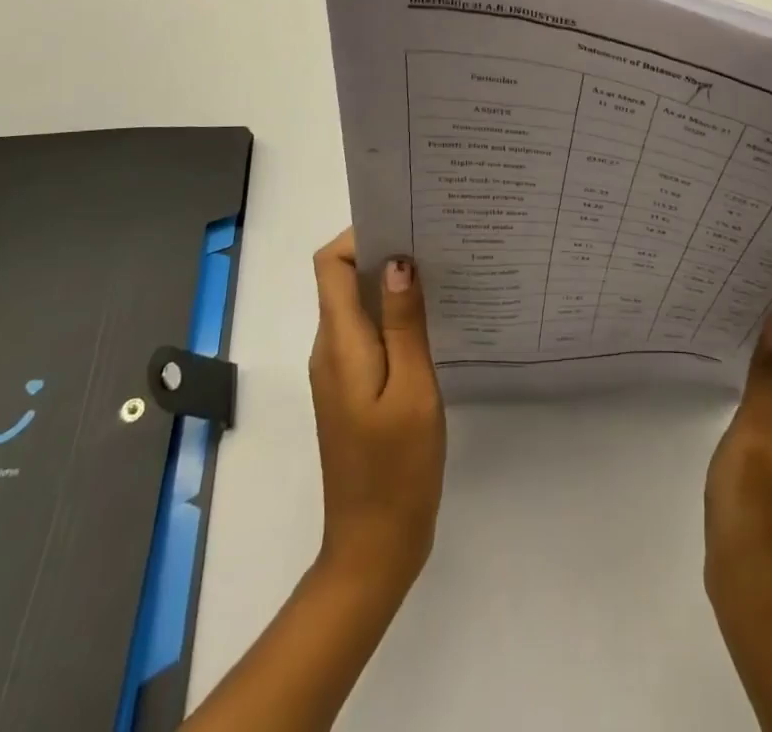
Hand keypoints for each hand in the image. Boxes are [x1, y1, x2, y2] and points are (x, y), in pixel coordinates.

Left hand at [309, 229, 445, 597]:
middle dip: (383, 252)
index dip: (360, 236)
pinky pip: (368, 333)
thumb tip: (396, 262)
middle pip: (342, 280)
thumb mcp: (411, 388)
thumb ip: (403, 323)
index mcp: (339, 343)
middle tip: (435, 241)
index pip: (329, 265)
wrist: (374, 545)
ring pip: (357, 306)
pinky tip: (431, 319)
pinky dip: (393, 316)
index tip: (405, 225)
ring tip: (441, 272)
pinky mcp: (354, 388)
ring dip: (391, 284)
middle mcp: (330, 348)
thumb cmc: (397, 466)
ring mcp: (340, 370)